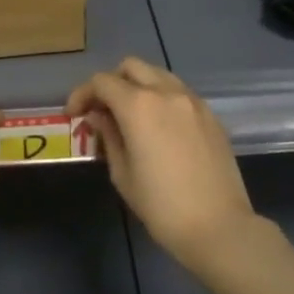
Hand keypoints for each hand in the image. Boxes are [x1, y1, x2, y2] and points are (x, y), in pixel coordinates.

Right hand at [67, 58, 256, 273]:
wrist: (219, 226)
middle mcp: (166, 92)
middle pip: (131, 67)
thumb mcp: (122, 174)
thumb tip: (99, 116)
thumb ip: (108, 136)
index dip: (82, 94)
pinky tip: (158, 126)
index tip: (74, 115)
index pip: (102, 82)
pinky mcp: (210, 114)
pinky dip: (162, 98)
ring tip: (130, 116)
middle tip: (102, 110)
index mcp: (139, 105)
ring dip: (138, 86)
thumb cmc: (162, 206)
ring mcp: (192, 100)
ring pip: (158, 74)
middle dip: (111, 83)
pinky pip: (179, 92)